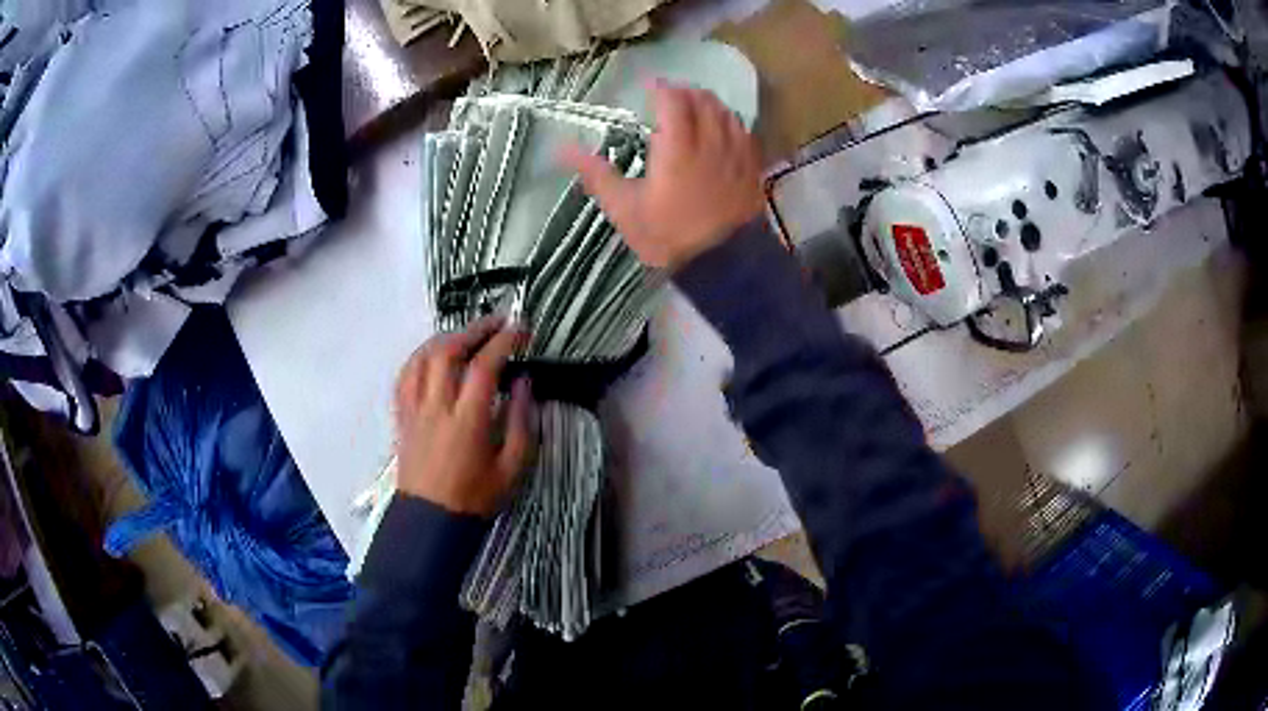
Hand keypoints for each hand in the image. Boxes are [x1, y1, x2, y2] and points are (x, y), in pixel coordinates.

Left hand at [393, 317, 533, 515]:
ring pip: (423, 358)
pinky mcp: (402, 416)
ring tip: (467, 333)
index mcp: (467, 421)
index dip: (504, 341)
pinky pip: (404, 376)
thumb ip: (521, 421)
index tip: (522, 329)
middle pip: (448, 352)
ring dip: (446, 337)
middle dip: (474, 329)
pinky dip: (419, 356)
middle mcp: (436, 407)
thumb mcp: (513, 467)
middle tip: (497, 322)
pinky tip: (432, 354)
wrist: (432, 521)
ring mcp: (414, 410)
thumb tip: (524, 382)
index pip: (484, 366)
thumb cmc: (477, 497)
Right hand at [561, 81, 764, 270]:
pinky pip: (745, 133)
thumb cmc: (668, 236)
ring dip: (708, 104)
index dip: (660, 87)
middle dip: (684, 92)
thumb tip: (561, 148)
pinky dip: (730, 123)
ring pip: (726, 113)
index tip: (648, 85)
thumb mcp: (624, 209)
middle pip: (702, 100)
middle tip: (669, 97)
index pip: (672, 100)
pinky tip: (723, 130)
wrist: (722, 264)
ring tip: (694, 109)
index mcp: (678, 146)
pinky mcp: (753, 169)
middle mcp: (711, 141)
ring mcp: (737, 154)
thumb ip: (597, 174)